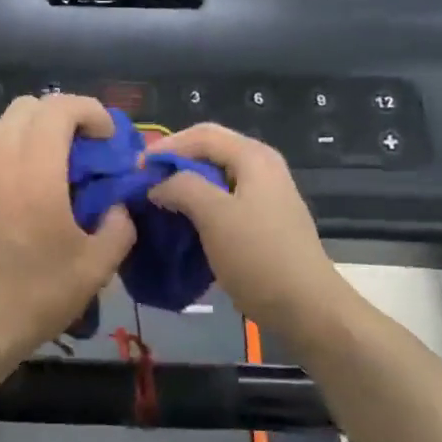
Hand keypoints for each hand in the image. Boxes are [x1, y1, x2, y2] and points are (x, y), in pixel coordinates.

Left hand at [0, 94, 136, 368]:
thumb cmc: (35, 298)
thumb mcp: (95, 268)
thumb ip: (119, 226)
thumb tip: (116, 205)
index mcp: (35, 175)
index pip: (59, 109)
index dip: (90, 110)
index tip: (107, 137)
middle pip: (27, 107)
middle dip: (62, 115)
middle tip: (83, 147)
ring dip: (30, 129)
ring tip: (50, 162)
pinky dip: (6, 149)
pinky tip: (19, 185)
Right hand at [146, 123, 351, 340]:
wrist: (306, 307)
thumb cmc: (258, 255)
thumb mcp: (214, 215)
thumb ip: (182, 187)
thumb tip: (158, 184)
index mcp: (254, 157)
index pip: (201, 134)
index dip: (166, 146)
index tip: (136, 169)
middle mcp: (262, 167)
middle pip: (209, 151)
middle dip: (175, 163)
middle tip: (144, 182)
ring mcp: (265, 195)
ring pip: (216, 177)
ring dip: (185, 185)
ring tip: (157, 201)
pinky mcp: (263, 221)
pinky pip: (224, 200)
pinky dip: (200, 205)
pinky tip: (183, 222)